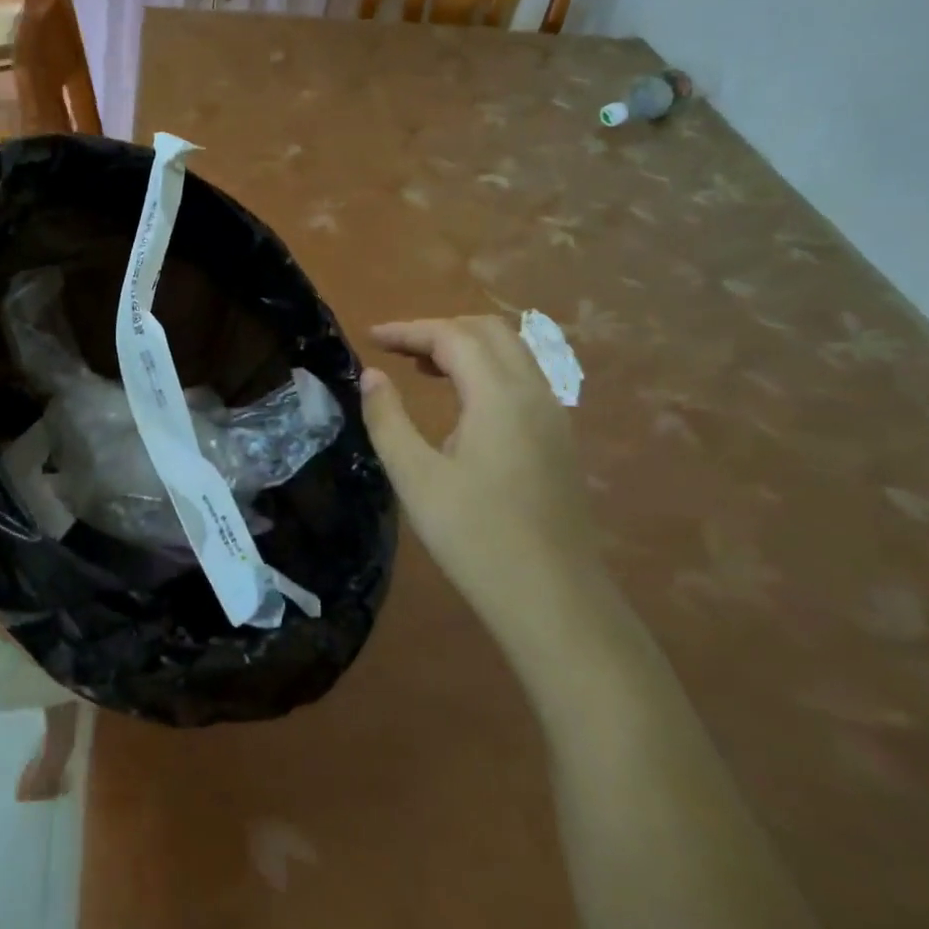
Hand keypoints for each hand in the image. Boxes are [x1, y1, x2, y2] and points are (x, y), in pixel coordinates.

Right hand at [359, 316, 602, 648]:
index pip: (453, 336)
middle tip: (396, 349)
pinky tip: (461, 402)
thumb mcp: (415, 477)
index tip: (369, 338)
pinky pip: (523, 379)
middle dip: (438, 330)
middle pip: (489, 332)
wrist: (553, 599)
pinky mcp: (558, 439)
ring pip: (512, 353)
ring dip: (465, 347)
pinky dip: (487, 370)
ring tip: (422, 367)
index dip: (408, 330)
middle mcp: (535, 393)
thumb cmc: (475, 536)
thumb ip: (388, 418)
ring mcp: (554, 416)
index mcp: (500, 396)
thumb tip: (371, 375)